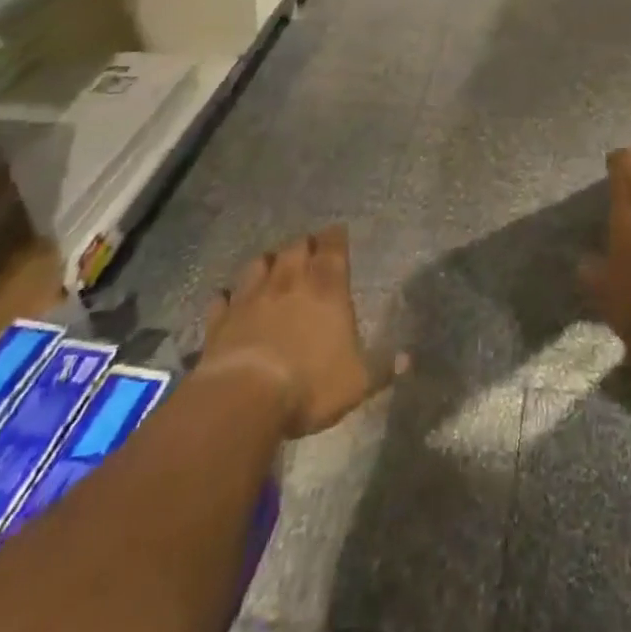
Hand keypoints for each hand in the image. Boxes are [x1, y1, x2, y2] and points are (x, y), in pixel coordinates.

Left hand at [199, 224, 391, 437]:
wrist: (243, 399)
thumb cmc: (309, 385)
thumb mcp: (357, 381)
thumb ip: (383, 367)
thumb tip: (409, 359)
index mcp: (327, 287)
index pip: (333, 248)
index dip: (336, 237)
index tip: (338, 232)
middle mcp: (289, 281)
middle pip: (296, 248)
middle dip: (304, 245)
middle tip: (309, 248)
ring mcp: (251, 297)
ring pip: (259, 264)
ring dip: (267, 262)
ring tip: (272, 265)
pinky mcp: (221, 319)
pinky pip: (222, 299)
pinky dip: (227, 296)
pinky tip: (228, 299)